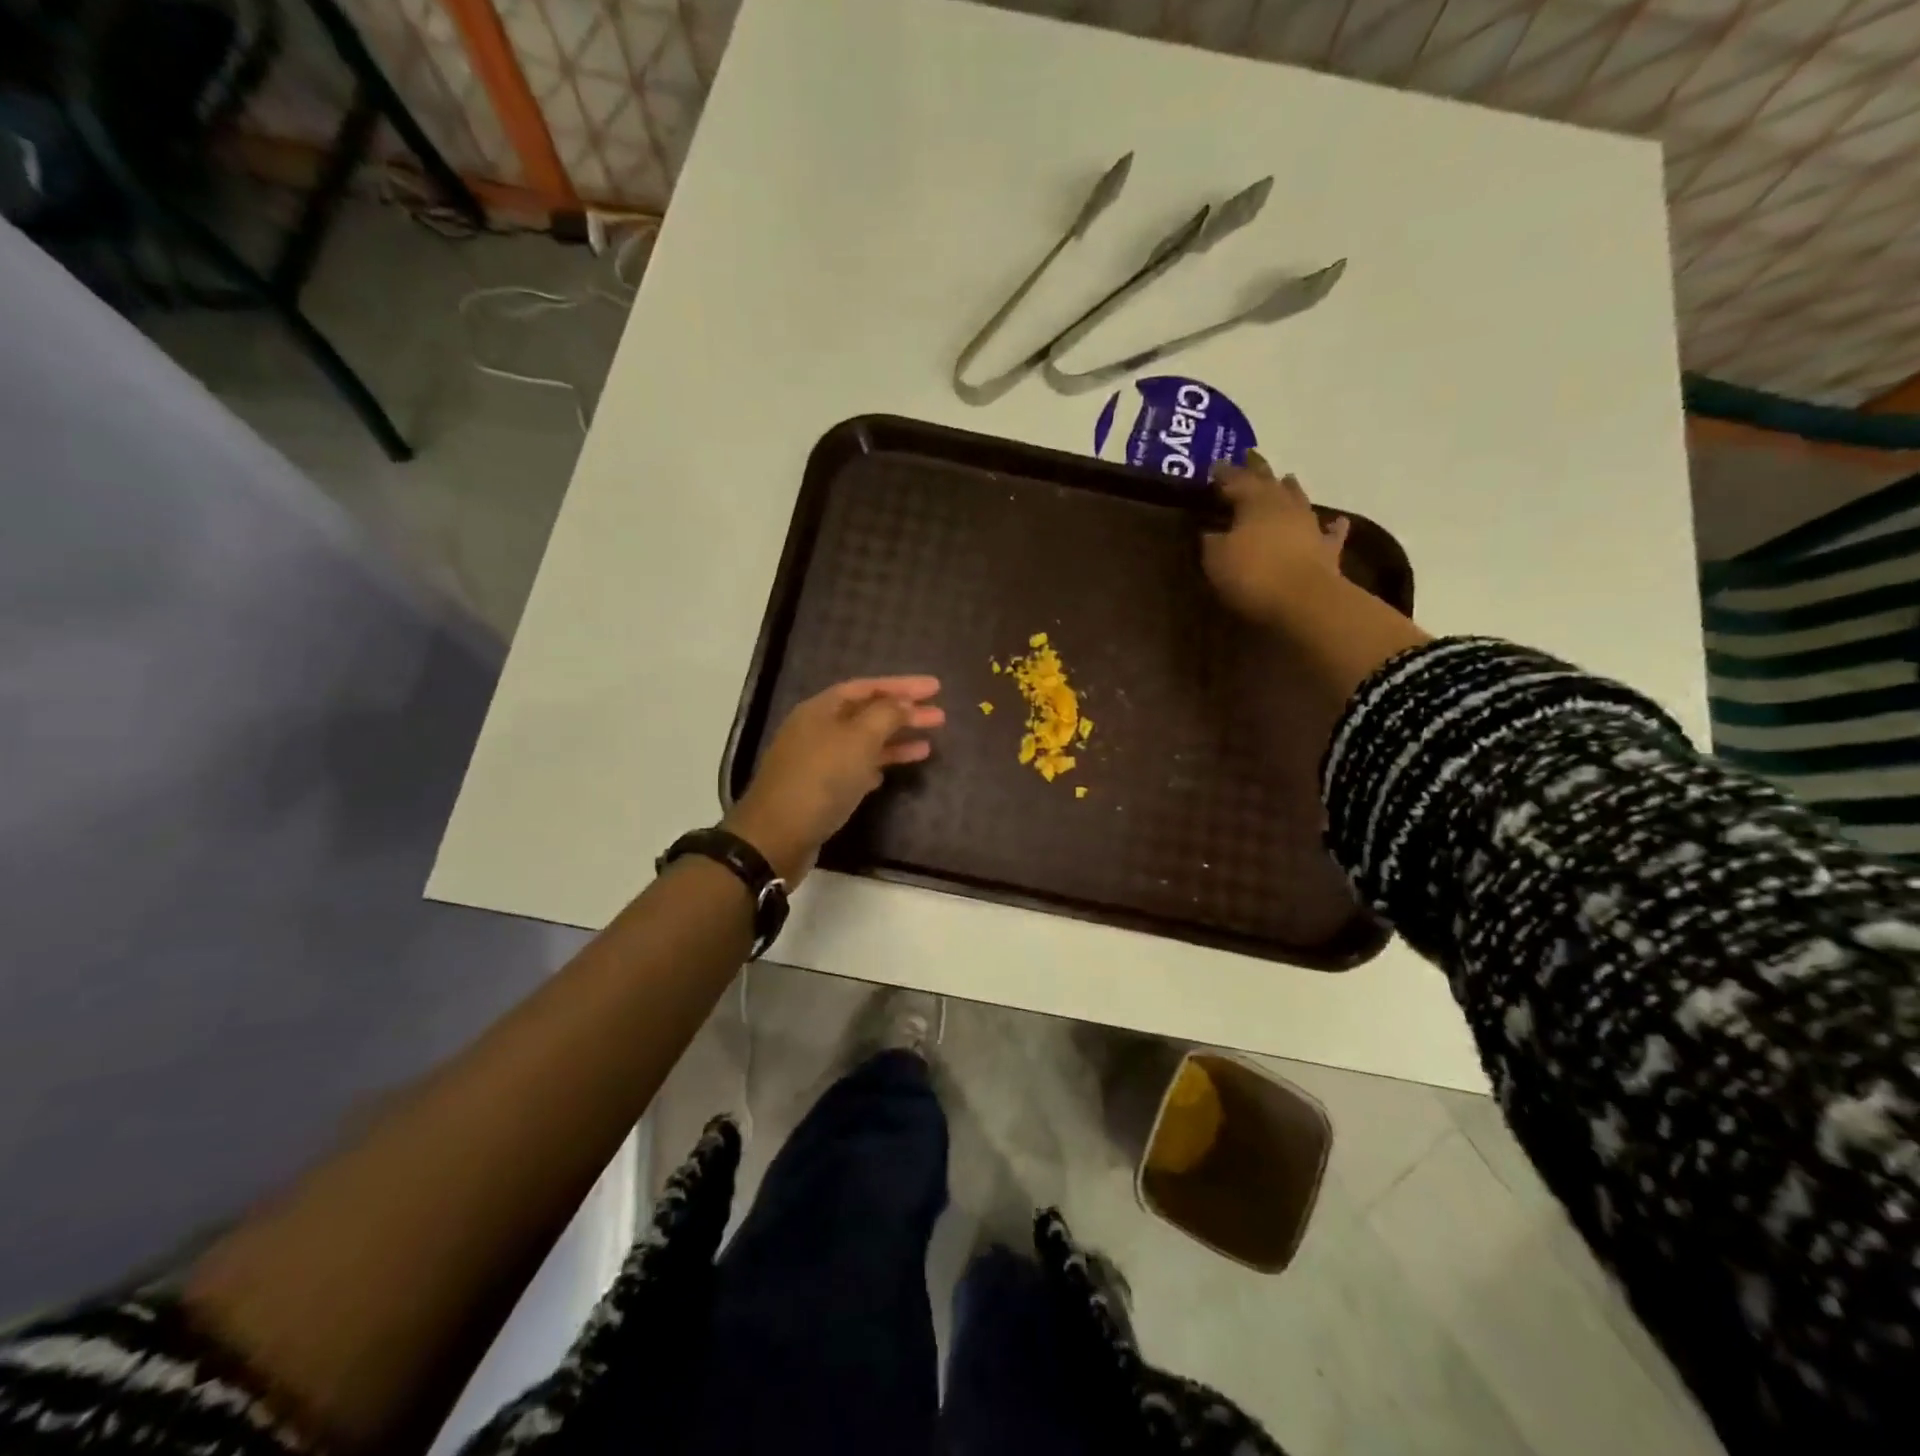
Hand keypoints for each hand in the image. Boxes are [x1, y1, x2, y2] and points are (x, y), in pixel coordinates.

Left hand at [723, 676, 944, 883]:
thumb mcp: (858, 740)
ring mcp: (816, 760)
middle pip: (867, 714)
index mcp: (821, 709)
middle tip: (940, 717)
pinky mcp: (819, 789)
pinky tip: (893, 772)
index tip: (936, 687)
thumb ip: (886, 716)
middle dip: (904, 714)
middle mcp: (817, 729)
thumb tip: (904, 702)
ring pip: (863, 743)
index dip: (902, 685)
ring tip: (928, 746)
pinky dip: (876, 766)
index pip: (868, 687)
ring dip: (894, 742)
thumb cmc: (820, 779)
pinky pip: (854, 769)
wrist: (777, 835)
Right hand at [1202, 451, 1349, 627]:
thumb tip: (1208, 531)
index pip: (1236, 480)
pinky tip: (1336, 521)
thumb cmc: (1253, 574)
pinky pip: (1330, 533)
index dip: (1224, 473)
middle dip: (1257, 470)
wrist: (1304, 601)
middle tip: (1249, 457)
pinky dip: (1332, 526)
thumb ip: (1210, 540)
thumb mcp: (1216, 558)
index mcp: (1255, 502)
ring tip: (1286, 478)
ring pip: (1298, 499)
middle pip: (1269, 482)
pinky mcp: (1326, 550)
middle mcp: (1284, 506)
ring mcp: (1309, 526)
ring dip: (1290, 489)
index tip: (1214, 466)